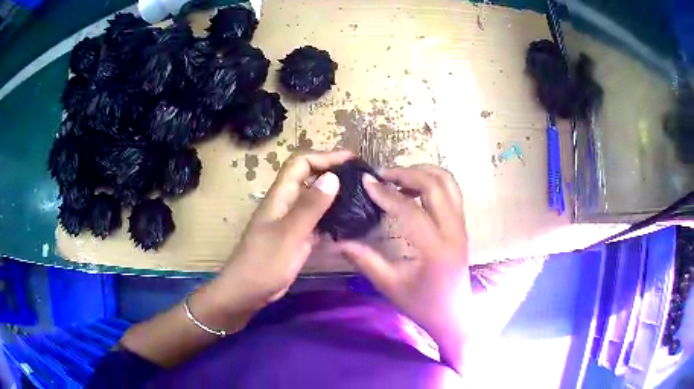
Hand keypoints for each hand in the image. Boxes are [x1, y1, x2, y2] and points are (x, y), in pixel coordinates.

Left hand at [120, 150, 352, 367]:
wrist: (248, 291)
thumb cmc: (264, 262)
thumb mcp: (289, 233)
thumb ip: (311, 206)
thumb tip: (333, 177)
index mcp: (280, 196)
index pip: (301, 163)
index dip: (324, 156)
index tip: (350, 160)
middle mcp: (286, 203)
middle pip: (309, 177)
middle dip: (332, 171)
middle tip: (360, 177)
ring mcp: (291, 221)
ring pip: (314, 199)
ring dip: (334, 194)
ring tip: (360, 195)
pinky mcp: (297, 238)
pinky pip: (317, 220)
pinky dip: (332, 216)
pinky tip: (349, 222)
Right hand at [336, 165, 470, 370]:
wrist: (454, 314)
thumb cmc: (423, 305)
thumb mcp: (390, 286)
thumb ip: (365, 260)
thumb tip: (339, 241)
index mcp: (435, 248)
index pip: (410, 209)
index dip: (385, 193)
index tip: (366, 182)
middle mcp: (453, 230)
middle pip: (435, 185)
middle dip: (407, 173)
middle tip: (382, 176)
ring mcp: (461, 225)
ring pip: (448, 183)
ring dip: (423, 173)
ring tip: (398, 178)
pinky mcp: (462, 225)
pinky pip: (451, 191)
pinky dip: (433, 182)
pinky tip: (414, 190)